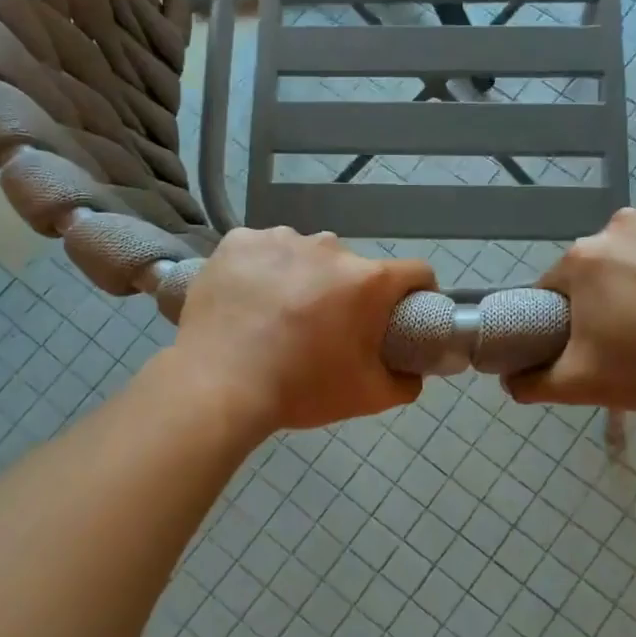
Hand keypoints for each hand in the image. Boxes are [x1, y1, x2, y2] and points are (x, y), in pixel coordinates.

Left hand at [169, 227, 434, 432]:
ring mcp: (280, 239)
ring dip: (303, 276)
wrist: (219, 386)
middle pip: (352, 267)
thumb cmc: (300, 389)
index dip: (417, 293)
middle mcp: (329, 247)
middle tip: (325, 327)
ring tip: (279, 313)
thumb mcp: (366, 397)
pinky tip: (248, 298)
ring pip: (305, 254)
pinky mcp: (238, 241)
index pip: (415, 272)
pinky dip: (261, 268)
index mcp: (367, 280)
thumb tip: (413, 372)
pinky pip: (262, 249)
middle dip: (347, 292)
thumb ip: (404, 383)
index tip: (403, 312)